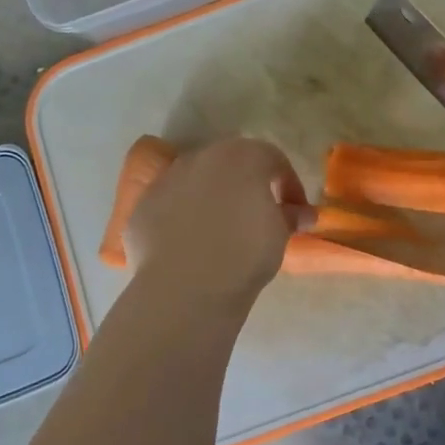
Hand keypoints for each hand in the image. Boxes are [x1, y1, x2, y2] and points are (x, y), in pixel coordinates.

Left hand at [125, 138, 311, 304]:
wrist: (185, 288)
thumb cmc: (245, 254)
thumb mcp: (280, 235)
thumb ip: (291, 216)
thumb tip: (302, 214)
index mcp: (242, 156)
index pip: (273, 160)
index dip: (290, 185)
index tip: (297, 213)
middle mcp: (202, 158)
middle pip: (231, 164)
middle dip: (248, 185)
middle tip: (259, 215)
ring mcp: (167, 179)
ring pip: (197, 181)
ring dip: (212, 198)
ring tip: (221, 231)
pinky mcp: (142, 206)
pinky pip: (170, 205)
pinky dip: (182, 218)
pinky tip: (190, 245)